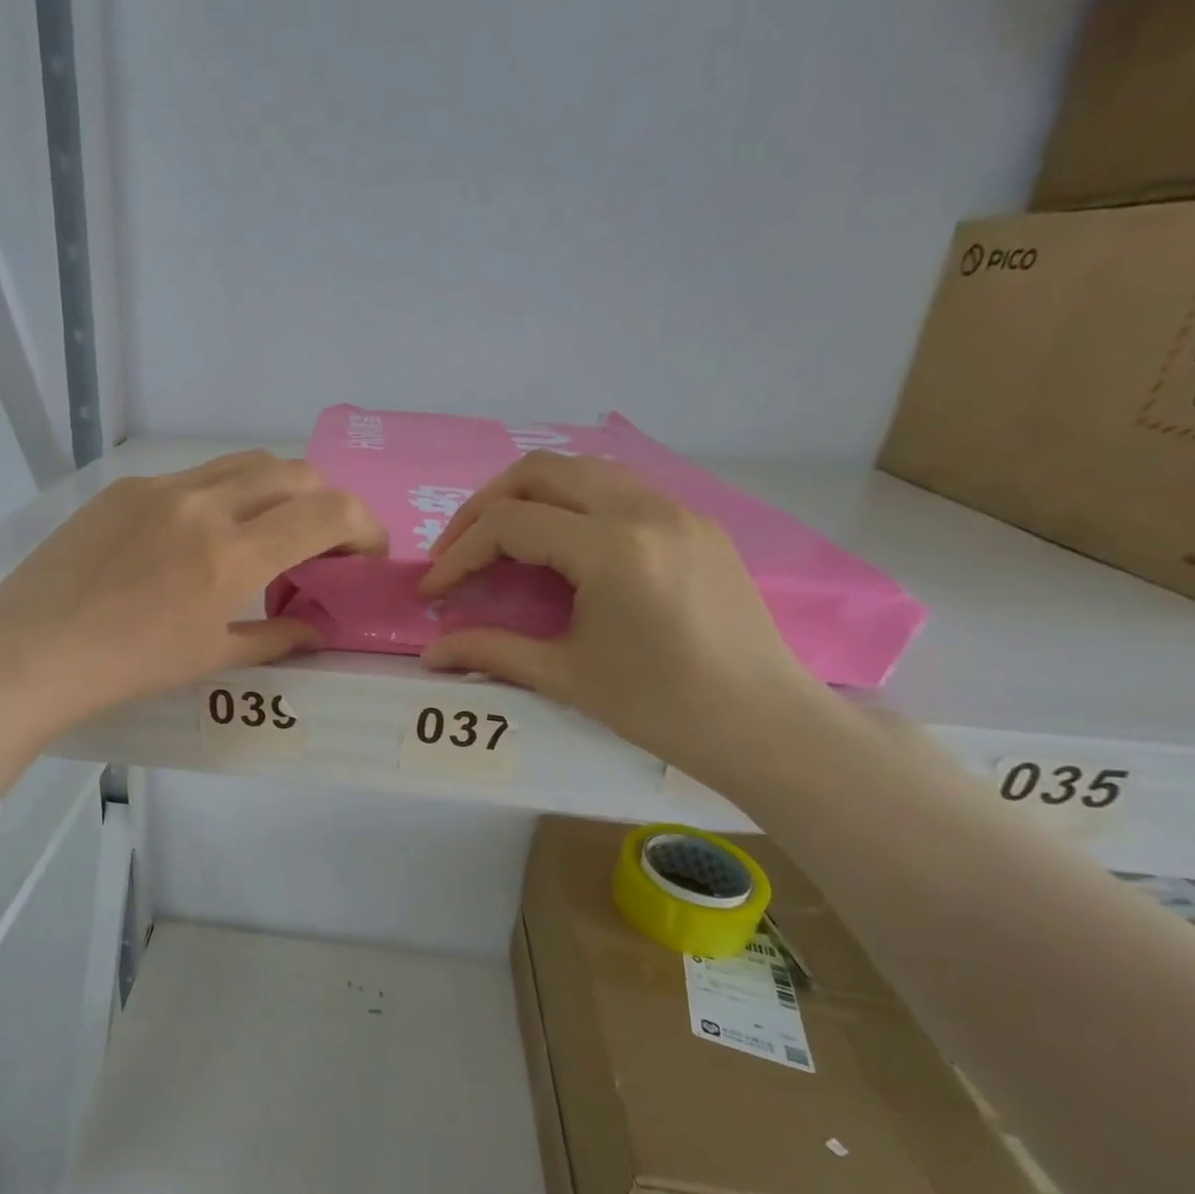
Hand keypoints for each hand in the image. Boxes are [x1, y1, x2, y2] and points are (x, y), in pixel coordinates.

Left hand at [0, 451, 385, 790]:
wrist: (30, 649)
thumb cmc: (127, 666)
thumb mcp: (209, 657)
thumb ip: (273, 637)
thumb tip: (316, 631)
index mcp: (230, 555)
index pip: (327, 513)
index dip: (364, 526)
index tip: (366, 553)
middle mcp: (204, 505)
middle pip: (294, 472)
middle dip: (326, 502)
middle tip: (323, 542)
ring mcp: (161, 488)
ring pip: (245, 464)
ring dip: (277, 490)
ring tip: (270, 530)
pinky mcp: (126, 486)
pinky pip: (195, 476)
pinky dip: (225, 494)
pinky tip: (204, 533)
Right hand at [417, 452, 833, 787]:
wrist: (764, 724)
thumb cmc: (660, 707)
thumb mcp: (565, 676)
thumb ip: (490, 651)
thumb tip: (430, 655)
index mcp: (612, 549)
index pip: (510, 525)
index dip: (458, 555)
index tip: (432, 590)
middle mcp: (645, 510)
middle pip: (540, 471)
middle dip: (484, 507)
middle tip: (457, 550)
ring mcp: (676, 509)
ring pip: (581, 469)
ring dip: (528, 496)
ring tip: (500, 541)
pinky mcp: (695, 521)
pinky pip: (618, 487)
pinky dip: (572, 502)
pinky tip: (560, 545)